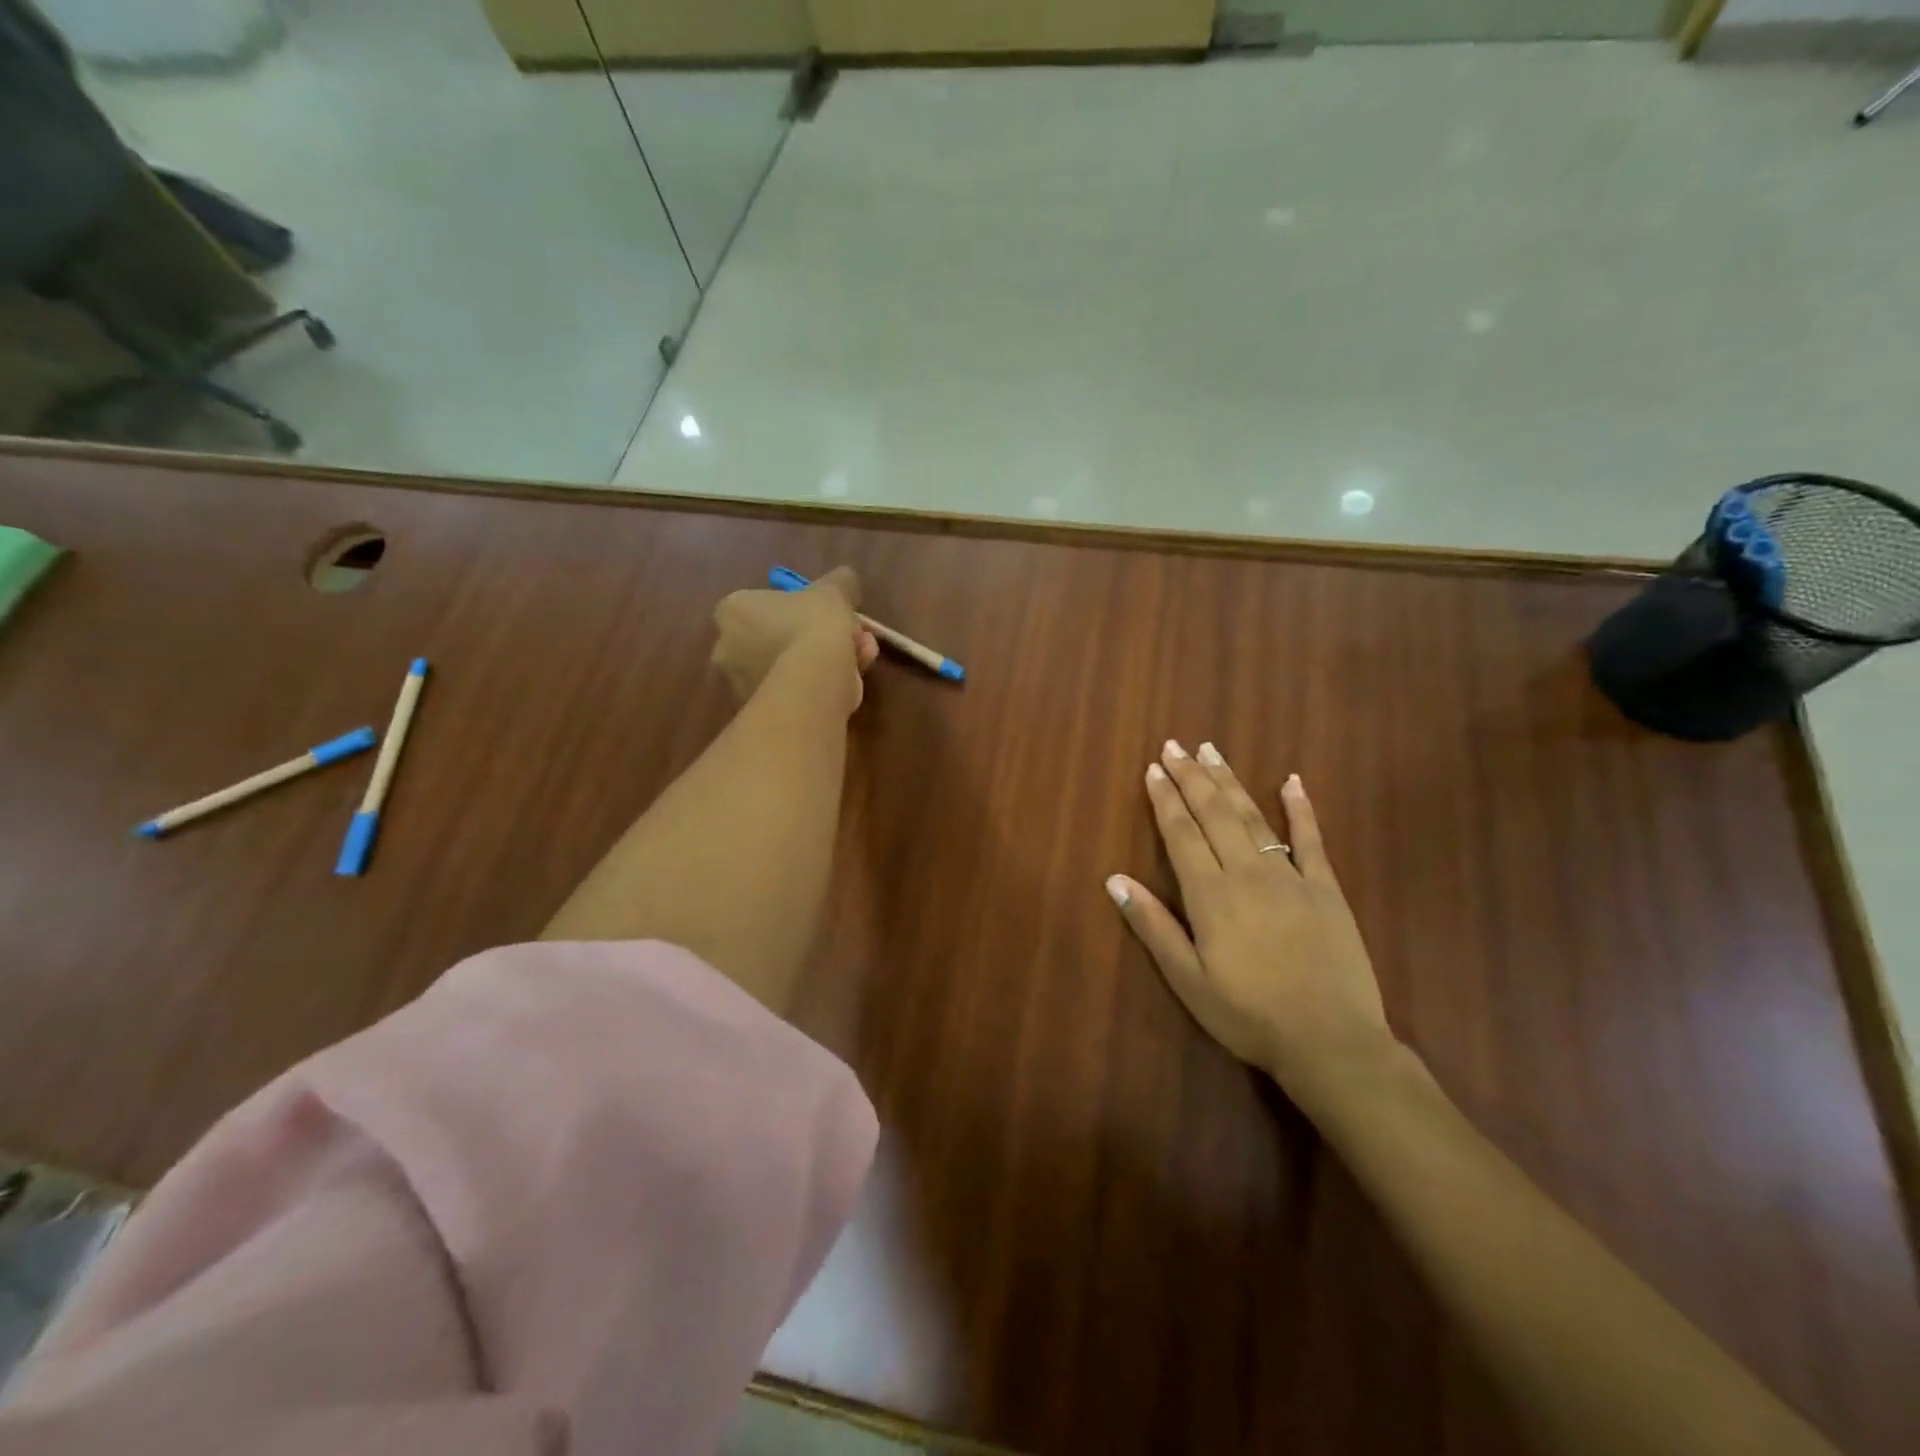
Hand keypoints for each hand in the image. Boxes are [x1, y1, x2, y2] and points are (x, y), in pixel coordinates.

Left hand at [712, 566, 879, 707]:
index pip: (764, 604)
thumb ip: (839, 582)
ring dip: (823, 662)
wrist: (811, 684)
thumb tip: (845, 579)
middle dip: (817, 638)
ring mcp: (740, 684)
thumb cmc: (814, 626)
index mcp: (733, 610)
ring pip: (789, 667)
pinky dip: (817, 687)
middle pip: (778, 638)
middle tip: (852, 639)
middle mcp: (727, 647)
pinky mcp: (759, 714)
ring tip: (861, 661)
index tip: (829, 614)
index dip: (802, 608)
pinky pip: (793, 693)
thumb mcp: (833, 591)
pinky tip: (849, 685)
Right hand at [1106, 741, 1394, 1097]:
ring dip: (1230, 781)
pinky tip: (1291, 781)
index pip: (1181, 833)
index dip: (1166, 799)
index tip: (1153, 768)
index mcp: (1211, 894)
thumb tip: (1115, 879)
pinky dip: (1301, 808)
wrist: (1331, 1042)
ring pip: (1253, 816)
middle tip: (1176, 745)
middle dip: (1192, 777)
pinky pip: (1312, 839)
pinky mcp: (1326, 888)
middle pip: (1214, 814)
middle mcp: (1248, 872)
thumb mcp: (1188, 980)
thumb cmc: (1249, 1015)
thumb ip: (1153, 926)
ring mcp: (1291, 876)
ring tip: (1212, 751)